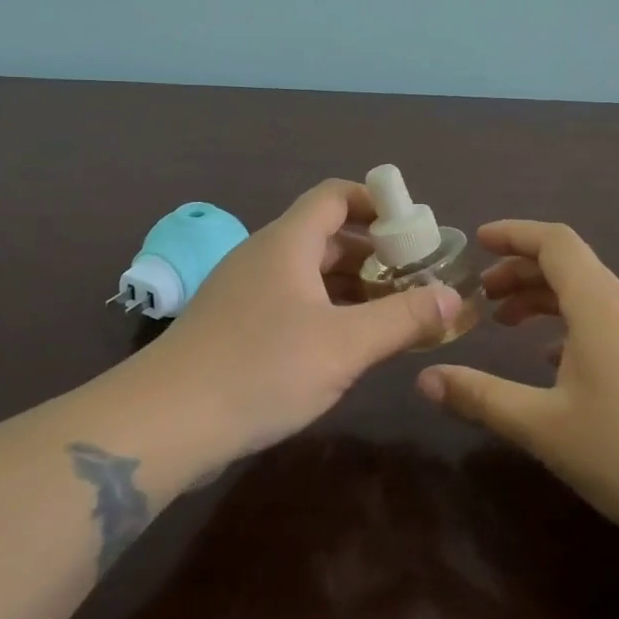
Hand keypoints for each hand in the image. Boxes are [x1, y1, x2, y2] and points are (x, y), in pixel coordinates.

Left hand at [144, 179, 462, 459]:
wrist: (163, 423)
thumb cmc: (260, 369)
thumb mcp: (344, 345)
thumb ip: (403, 318)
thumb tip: (454, 296)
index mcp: (288, 242)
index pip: (335, 195)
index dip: (376, 203)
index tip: (414, 230)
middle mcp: (264, 256)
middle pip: (326, 236)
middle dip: (374, 254)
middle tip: (416, 282)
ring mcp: (244, 291)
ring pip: (309, 273)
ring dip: (352, 288)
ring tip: (393, 316)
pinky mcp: (234, 325)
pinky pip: (291, 302)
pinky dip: (325, 311)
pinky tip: (345, 346)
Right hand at [416, 219, 618, 550]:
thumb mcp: (545, 427)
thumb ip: (482, 397)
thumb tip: (425, 378)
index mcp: (600, 304)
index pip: (553, 242)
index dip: (513, 234)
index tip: (478, 242)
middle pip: (570, 267)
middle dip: (520, 273)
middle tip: (481, 296)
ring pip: (591, 296)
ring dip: (546, 301)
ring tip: (509, 325)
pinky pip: (611, 322)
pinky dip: (573, 326)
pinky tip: (557, 364)